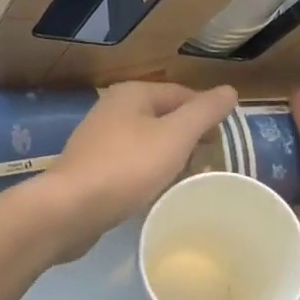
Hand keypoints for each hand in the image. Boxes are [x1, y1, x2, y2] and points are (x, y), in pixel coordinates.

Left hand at [37, 81, 237, 259]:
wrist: (70, 209)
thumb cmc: (127, 167)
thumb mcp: (175, 136)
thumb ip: (204, 112)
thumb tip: (229, 90)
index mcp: (133, 93)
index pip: (182, 94)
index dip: (207, 114)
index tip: (223, 142)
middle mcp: (113, 109)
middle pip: (164, 117)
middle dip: (189, 138)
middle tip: (208, 165)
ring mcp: (99, 139)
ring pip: (148, 142)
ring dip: (170, 158)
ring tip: (187, 181)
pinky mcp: (92, 167)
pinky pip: (131, 164)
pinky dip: (148, 173)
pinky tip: (156, 192)